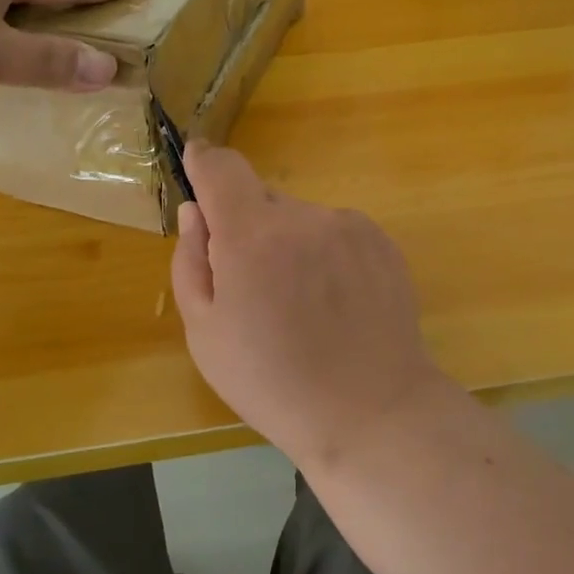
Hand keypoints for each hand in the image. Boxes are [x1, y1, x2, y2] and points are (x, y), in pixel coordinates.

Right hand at [170, 141, 449, 467]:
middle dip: (248, 228)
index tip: (196, 166)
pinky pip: (336, 232)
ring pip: (300, 218)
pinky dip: (325, 254)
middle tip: (255, 286)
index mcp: (252, 235)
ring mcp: (348, 225)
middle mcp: (303, 216)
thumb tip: (195, 211)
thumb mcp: (206, 333)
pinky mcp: (381, 240)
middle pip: (261, 199)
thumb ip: (191, 260)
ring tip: (303, 304)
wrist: (371, 411)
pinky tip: (336, 303)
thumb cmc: (273, 382)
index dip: (204, 163)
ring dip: (290, 243)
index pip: (222, 167)